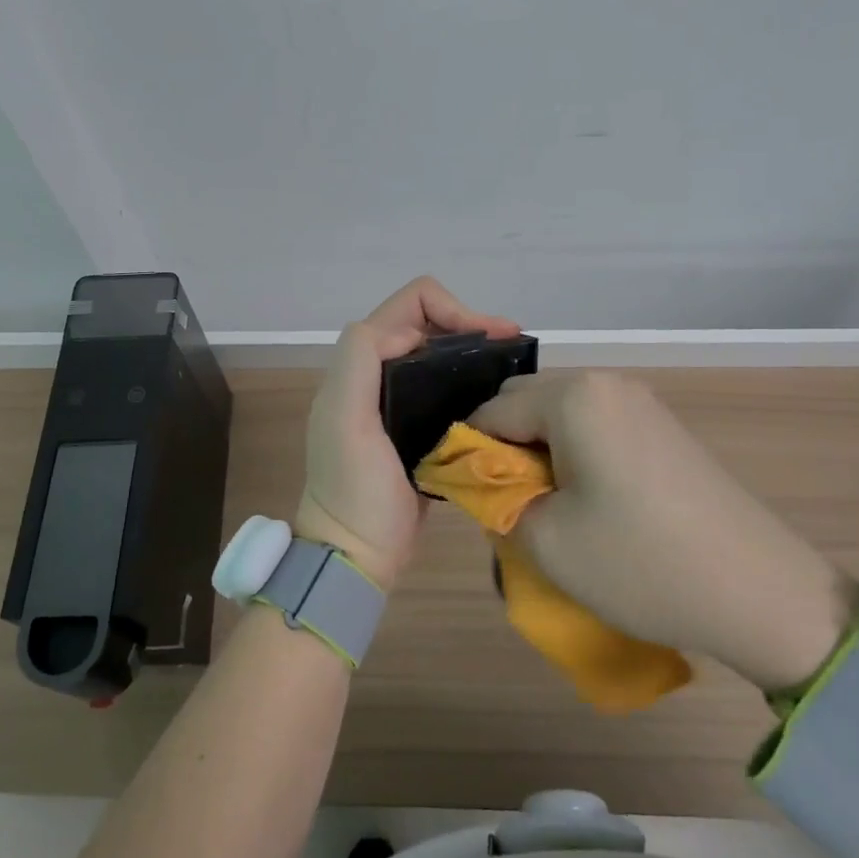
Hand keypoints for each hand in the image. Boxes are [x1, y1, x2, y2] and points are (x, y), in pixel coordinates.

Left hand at [297, 278, 518, 590]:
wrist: (356, 552)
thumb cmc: (353, 487)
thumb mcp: (345, 419)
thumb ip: (361, 359)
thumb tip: (411, 333)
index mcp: (362, 363)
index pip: (410, 306)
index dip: (452, 309)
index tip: (491, 336)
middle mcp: (379, 374)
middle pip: (428, 324)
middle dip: (470, 325)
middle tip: (513, 348)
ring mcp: (399, 401)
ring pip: (440, 355)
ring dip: (474, 351)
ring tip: (513, 367)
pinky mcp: (419, 428)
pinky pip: (447, 388)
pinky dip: (472, 381)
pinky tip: (499, 397)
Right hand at [469, 372, 857, 690]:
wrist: (760, 592)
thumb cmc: (640, 563)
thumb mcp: (545, 540)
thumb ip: (497, 499)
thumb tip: (485, 480)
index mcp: (573, 397)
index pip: (490, 411)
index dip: (468, 453)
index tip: (468, 499)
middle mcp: (606, 383)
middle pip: (525, 403)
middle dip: (505, 448)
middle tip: (510, 504)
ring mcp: (641, 402)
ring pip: (560, 415)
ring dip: (540, 452)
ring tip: (549, 506)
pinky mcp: (662, 427)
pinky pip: (595, 426)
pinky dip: (575, 453)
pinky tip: (589, 501)